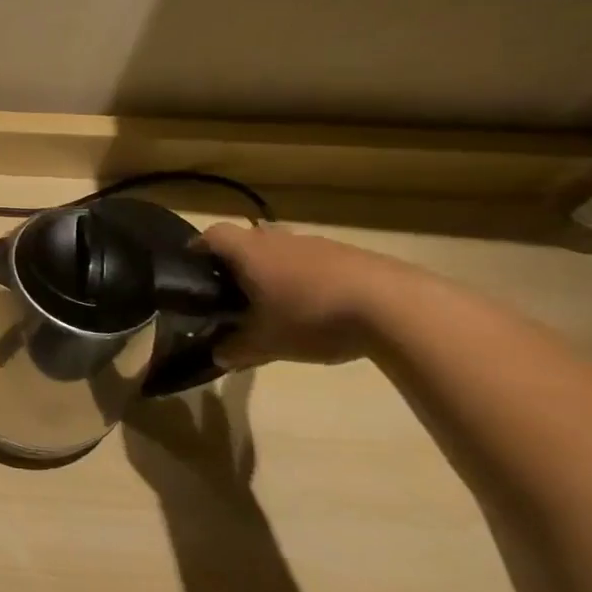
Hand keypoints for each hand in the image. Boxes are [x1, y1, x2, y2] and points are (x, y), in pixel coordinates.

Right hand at [200, 223, 420, 368]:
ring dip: (279, 269)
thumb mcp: (267, 343)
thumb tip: (218, 356)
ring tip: (280, 302)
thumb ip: (237, 348)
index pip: (212, 235)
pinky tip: (321, 308)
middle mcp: (280, 239)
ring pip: (286, 249)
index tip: (193, 268)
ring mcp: (321, 244)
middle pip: (250, 238)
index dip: (199, 248)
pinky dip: (312, 278)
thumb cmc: (312, 317)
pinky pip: (319, 261)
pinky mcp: (355, 256)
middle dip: (240, 260)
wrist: (398, 309)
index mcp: (250, 252)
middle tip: (236, 289)